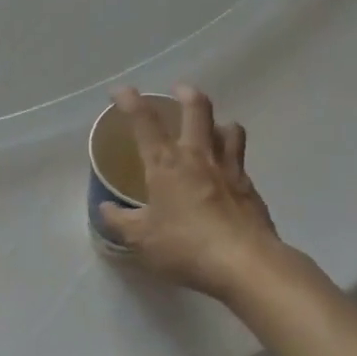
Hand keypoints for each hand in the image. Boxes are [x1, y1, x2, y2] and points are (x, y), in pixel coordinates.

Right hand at [97, 86, 284, 299]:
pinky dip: (231, 156)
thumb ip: (120, 221)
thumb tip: (106, 209)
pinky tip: (224, 173)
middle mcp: (198, 156)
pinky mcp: (250, 187)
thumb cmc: (185, 246)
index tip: (120, 91)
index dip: (130, 101)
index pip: (144, 122)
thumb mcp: (141, 239)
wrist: (246, 264)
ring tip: (210, 128)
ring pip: (228, 128)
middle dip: (186, 94)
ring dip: (217, 122)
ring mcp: (229, 169)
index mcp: (166, 163)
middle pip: (197, 109)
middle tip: (178, 91)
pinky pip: (240, 159)